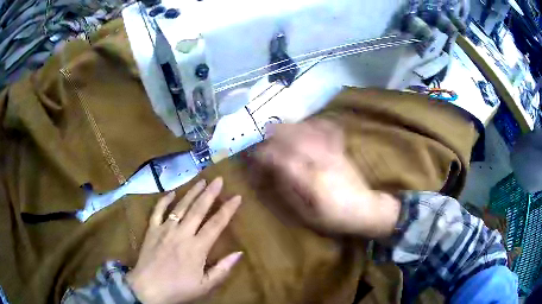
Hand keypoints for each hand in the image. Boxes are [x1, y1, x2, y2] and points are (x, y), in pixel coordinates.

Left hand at [126, 177, 242, 303]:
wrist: (148, 288)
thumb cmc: (178, 289)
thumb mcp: (205, 286)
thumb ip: (222, 269)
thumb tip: (239, 253)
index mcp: (197, 247)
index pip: (216, 224)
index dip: (228, 209)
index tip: (237, 196)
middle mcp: (182, 233)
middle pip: (198, 209)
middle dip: (210, 193)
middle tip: (219, 179)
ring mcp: (165, 229)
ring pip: (180, 206)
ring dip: (191, 192)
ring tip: (201, 180)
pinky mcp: (151, 230)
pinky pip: (158, 211)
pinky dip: (164, 200)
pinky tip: (171, 192)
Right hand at [254, 119, 399, 237]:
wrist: (365, 209)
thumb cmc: (333, 217)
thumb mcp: (306, 213)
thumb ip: (288, 191)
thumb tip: (272, 173)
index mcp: (310, 180)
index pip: (281, 158)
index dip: (264, 155)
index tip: (254, 156)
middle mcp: (320, 161)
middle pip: (293, 137)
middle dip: (273, 133)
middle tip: (261, 135)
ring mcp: (332, 152)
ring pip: (308, 130)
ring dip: (290, 126)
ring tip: (277, 126)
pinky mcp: (340, 149)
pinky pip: (327, 129)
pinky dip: (315, 122)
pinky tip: (308, 123)